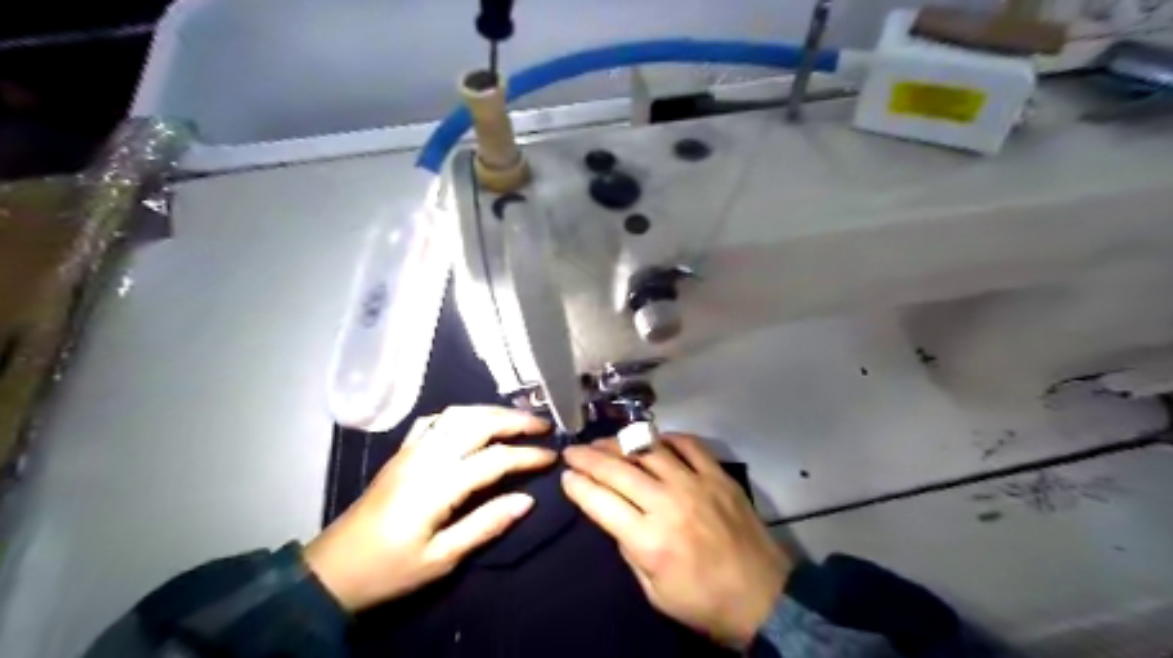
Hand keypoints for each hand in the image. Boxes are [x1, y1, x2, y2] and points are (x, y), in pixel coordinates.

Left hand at [307, 405, 555, 610]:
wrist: (331, 570)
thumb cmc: (389, 569)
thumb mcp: (441, 559)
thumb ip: (485, 525)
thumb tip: (527, 500)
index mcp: (437, 485)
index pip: (494, 459)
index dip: (527, 455)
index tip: (552, 456)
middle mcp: (426, 457)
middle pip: (477, 423)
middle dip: (514, 420)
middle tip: (543, 425)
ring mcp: (411, 450)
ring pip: (457, 414)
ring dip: (490, 411)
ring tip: (516, 418)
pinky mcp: (401, 452)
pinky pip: (434, 420)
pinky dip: (461, 414)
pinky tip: (473, 421)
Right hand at [557, 435, 787, 643]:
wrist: (763, 598)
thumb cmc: (703, 602)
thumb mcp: (653, 592)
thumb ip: (629, 550)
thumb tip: (614, 516)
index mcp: (649, 540)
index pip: (601, 502)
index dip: (578, 486)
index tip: (566, 476)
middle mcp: (668, 504)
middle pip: (618, 470)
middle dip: (588, 457)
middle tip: (572, 450)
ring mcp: (696, 484)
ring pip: (648, 451)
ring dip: (620, 444)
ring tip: (604, 442)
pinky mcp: (718, 476)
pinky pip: (688, 445)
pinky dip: (667, 438)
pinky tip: (653, 440)